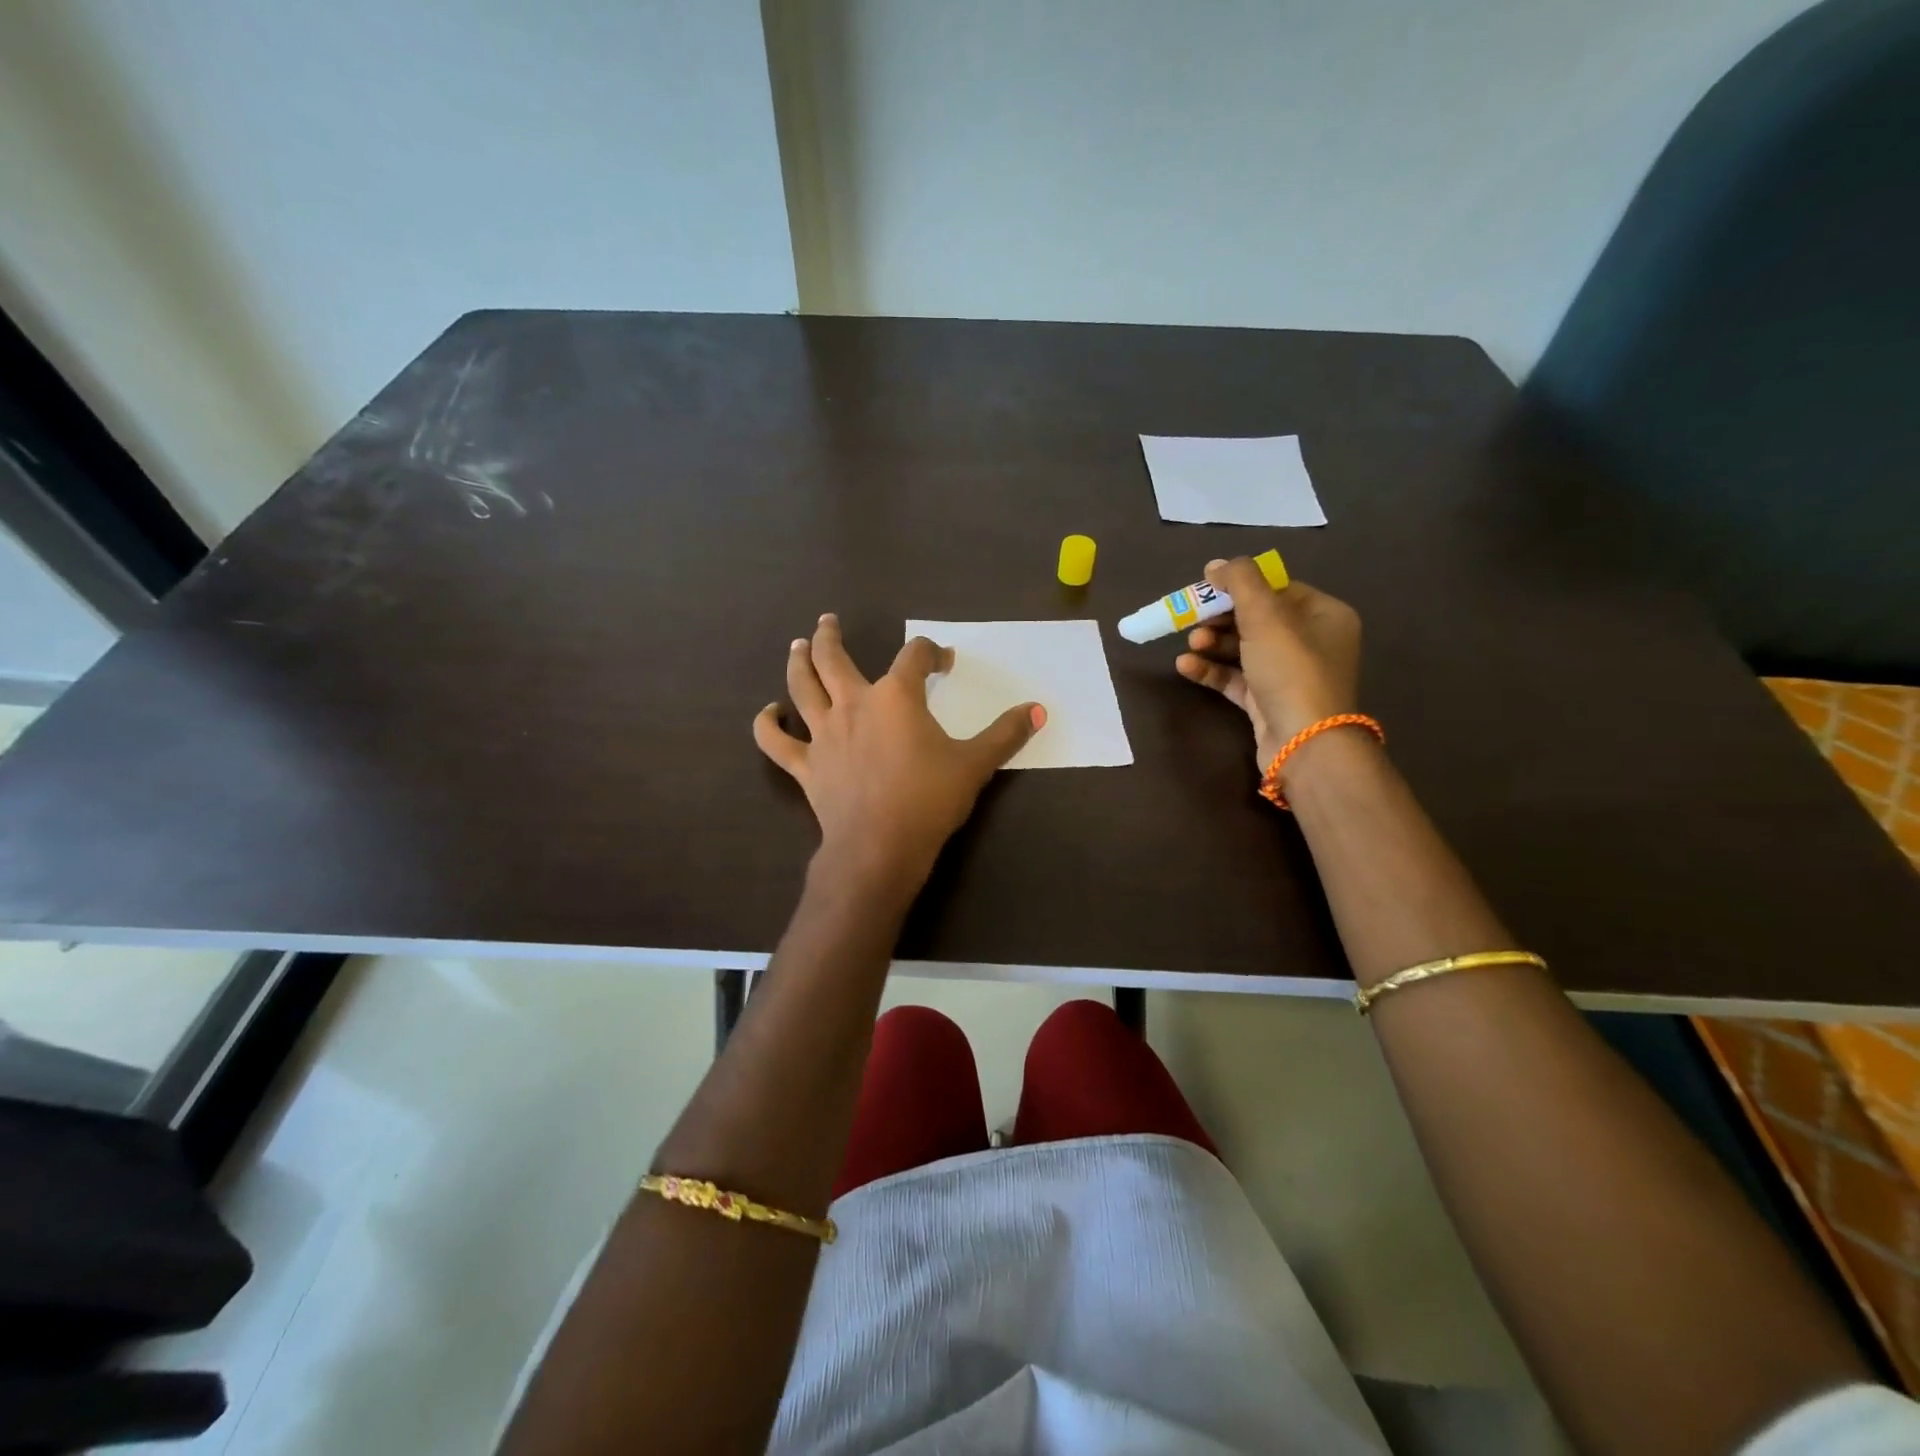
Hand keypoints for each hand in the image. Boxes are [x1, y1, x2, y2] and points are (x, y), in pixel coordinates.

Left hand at [754, 614, 1045, 883]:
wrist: (881, 846)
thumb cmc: (930, 800)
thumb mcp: (976, 764)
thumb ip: (1006, 734)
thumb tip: (1039, 709)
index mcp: (897, 696)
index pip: (914, 656)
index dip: (932, 652)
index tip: (944, 662)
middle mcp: (854, 703)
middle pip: (834, 658)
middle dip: (830, 636)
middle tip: (827, 621)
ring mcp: (824, 733)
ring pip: (802, 687)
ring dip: (798, 662)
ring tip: (797, 646)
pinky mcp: (806, 765)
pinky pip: (777, 741)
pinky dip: (768, 724)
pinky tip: (769, 712)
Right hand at [1175, 558, 1361, 766]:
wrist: (1304, 742)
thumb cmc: (1292, 669)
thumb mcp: (1266, 616)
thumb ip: (1240, 582)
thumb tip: (1216, 564)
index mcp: (1324, 615)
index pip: (1277, 589)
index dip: (1240, 586)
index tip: (1207, 589)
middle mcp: (1311, 642)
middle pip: (1256, 619)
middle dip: (1221, 618)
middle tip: (1193, 619)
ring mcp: (1289, 674)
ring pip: (1243, 649)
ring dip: (1212, 644)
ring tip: (1190, 644)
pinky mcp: (1267, 701)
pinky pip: (1235, 678)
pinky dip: (1211, 670)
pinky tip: (1185, 666)